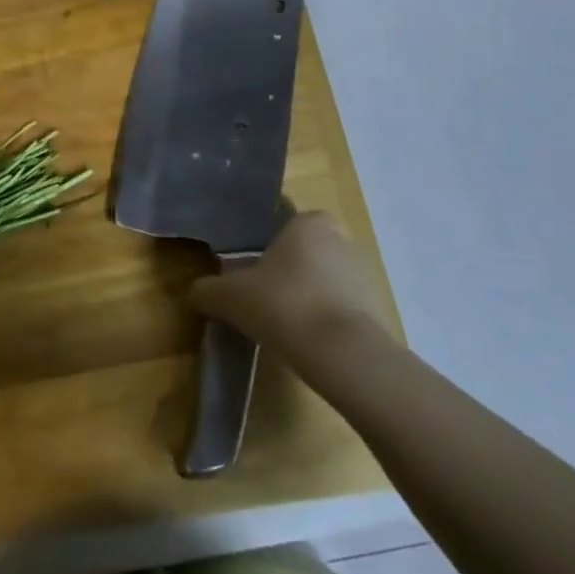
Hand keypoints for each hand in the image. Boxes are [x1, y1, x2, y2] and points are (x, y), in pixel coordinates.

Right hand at [189, 212, 392, 367]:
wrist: (342, 354)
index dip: (276, 240)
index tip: (259, 264)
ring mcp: (365, 277)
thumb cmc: (283, 304)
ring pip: (330, 279)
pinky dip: (330, 320)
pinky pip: (346, 309)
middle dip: (294, 269)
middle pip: (312, 250)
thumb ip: (208, 290)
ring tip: (287, 322)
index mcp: (309, 224)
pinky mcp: (379, 312)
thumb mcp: (230, 297)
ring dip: (313, 295)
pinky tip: (309, 341)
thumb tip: (195, 291)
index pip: (294, 220)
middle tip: (268, 294)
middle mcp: (342, 241)